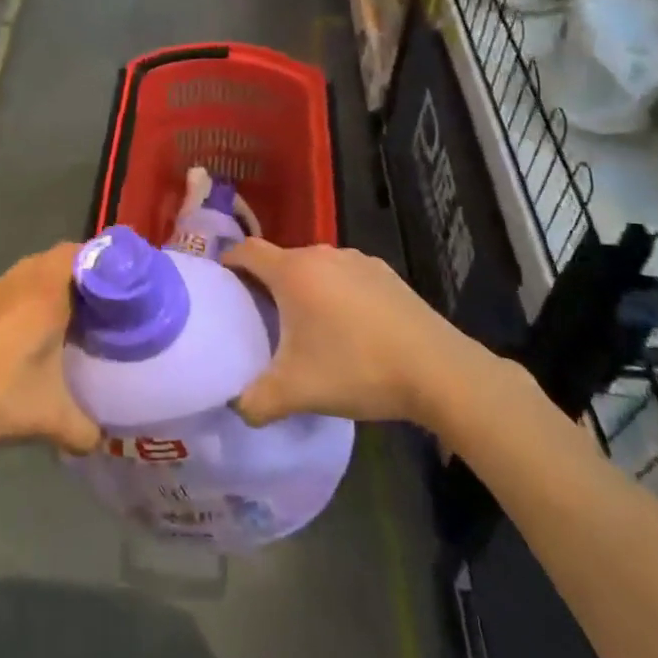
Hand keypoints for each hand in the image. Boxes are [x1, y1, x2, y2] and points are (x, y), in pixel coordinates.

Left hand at [0, 243, 100, 454]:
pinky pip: (20, 290)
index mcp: (47, 289)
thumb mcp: (46, 418)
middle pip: (66, 260)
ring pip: (40, 274)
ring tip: (83, 324)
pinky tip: (41, 339)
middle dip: (91, 280)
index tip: (135, 288)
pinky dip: (36, 302)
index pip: (88, 251)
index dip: (114, 263)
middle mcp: (24, 278)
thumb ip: (84, 429)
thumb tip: (104, 439)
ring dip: (60, 290)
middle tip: (114, 310)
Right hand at [223, 239, 489, 428]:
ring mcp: (357, 260)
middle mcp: (321, 254)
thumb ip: (255, 401)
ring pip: (315, 268)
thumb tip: (236, 407)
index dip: (228, 262)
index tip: (220, 284)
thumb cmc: (357, 368)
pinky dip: (336, 293)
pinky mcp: (385, 274)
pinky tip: (350, 328)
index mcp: (293, 272)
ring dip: (304, 288)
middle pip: (281, 260)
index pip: (247, 251)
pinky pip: (346, 276)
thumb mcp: (296, 392)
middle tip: (261, 318)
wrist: (437, 370)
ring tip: (306, 326)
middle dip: (267, 284)